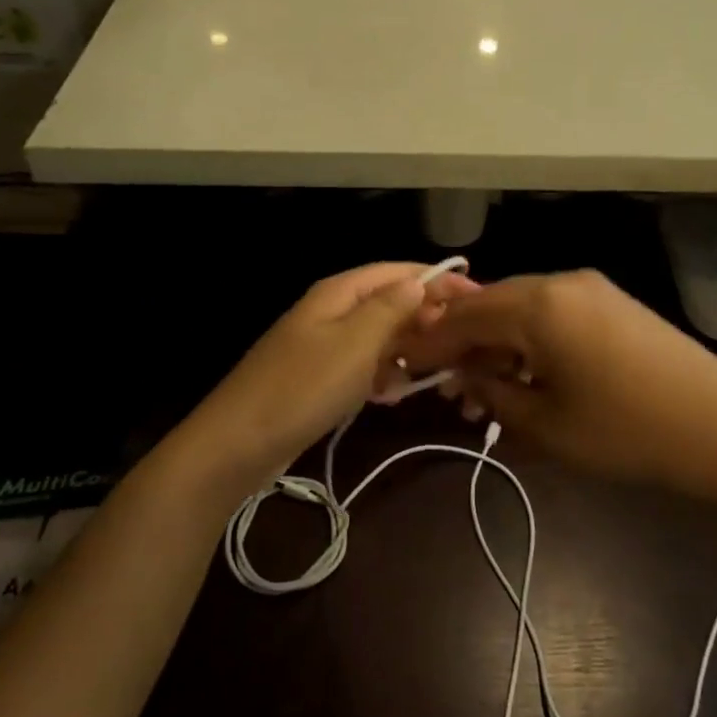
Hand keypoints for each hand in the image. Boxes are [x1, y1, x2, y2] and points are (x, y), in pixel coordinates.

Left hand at [182, 264, 474, 486]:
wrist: (238, 444)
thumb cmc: (303, 387)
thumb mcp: (355, 343)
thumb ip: (390, 309)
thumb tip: (419, 283)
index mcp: (339, 293)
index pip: (398, 272)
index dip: (438, 280)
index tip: (478, 298)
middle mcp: (332, 312)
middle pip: (389, 303)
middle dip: (426, 319)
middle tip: (462, 344)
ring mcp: (323, 346)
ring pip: (378, 338)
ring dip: (407, 350)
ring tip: (438, 372)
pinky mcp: (318, 379)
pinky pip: (362, 366)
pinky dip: (382, 376)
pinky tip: (396, 395)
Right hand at [404, 271, 716, 497]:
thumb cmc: (627, 432)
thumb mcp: (545, 425)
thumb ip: (492, 391)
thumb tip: (463, 374)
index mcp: (539, 304)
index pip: (464, 315)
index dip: (430, 341)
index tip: (402, 364)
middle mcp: (563, 283)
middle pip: (492, 306)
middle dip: (464, 345)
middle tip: (445, 388)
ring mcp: (593, 290)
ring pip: (524, 311)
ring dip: (498, 347)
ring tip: (485, 394)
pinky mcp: (615, 305)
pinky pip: (555, 316)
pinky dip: (531, 343)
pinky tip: (527, 377)